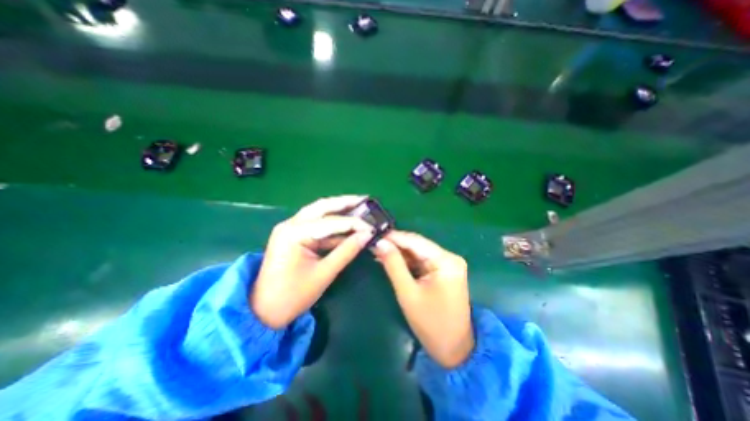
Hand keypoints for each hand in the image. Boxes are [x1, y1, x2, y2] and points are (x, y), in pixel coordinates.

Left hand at [251, 195, 373, 330]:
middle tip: (365, 200)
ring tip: (359, 207)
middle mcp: (290, 224)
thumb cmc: (292, 296)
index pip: (331, 222)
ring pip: (319, 212)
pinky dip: (333, 225)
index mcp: (294, 233)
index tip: (372, 226)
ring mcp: (291, 228)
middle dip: (345, 202)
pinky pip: (316, 225)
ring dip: (339, 210)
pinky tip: (347, 225)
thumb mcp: (324, 273)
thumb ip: (346, 251)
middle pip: (322, 206)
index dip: (354, 223)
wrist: (264, 311)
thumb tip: (367, 235)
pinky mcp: (294, 235)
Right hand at [371, 230, 470, 367]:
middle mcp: (449, 257)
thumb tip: (380, 242)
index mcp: (446, 260)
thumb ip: (393, 265)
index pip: (415, 241)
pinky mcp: (443, 271)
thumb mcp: (408, 293)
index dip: (393, 237)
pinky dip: (406, 261)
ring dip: (399, 253)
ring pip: (417, 252)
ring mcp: (447, 264)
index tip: (373, 234)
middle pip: (417, 245)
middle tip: (373, 243)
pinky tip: (390, 260)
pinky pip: (421, 261)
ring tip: (377, 250)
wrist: (454, 350)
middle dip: (394, 245)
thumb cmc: (431, 324)